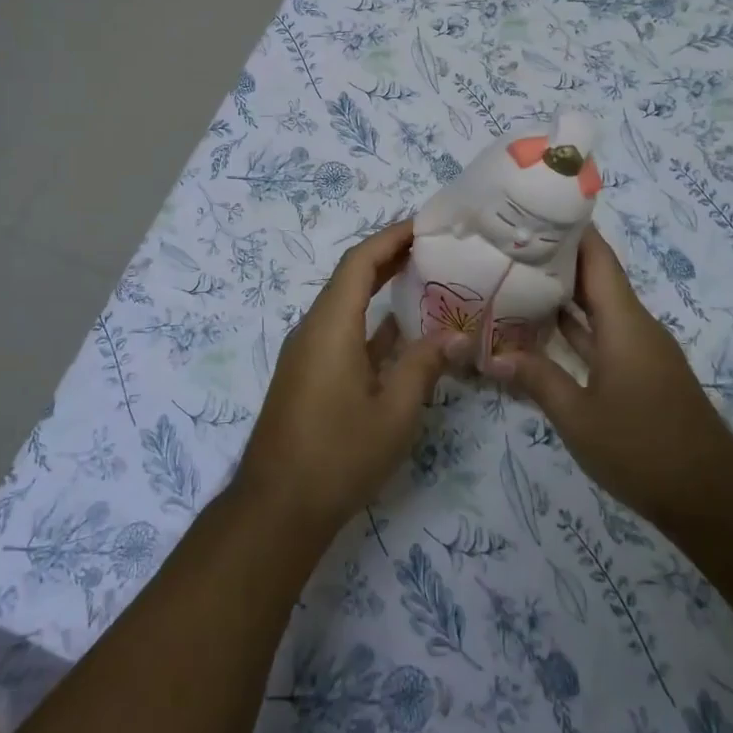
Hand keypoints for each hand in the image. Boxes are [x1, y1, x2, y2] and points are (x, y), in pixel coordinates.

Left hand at [234, 221, 449, 544]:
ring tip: (424, 280)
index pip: (359, 262)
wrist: (277, 508)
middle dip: (388, 257)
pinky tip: (402, 333)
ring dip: (379, 289)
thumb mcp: (393, 413)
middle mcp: (313, 329)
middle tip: (432, 247)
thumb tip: (455, 335)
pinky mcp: (308, 374)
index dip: (390, 238)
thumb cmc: (338, 455)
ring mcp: (307, 352)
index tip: (424, 225)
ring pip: (345, 305)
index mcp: (330, 326)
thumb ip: (424, 366)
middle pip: (350, 278)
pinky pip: (341, 332)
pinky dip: (371, 323)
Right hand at [487, 227, 732, 529]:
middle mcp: (634, 324)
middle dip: (554, 258)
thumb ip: (536, 379)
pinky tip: (541, 330)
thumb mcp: (578, 416)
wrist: (710, 497)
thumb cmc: (642, 448)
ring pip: (597, 306)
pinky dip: (574, 326)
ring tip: (515, 277)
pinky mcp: (640, 371)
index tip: (531, 210)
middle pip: (594, 276)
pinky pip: (603, 333)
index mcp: (623, 321)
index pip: (596, 256)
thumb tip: (492, 356)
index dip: (568, 228)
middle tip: (507, 245)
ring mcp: (639, 349)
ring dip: (562, 293)